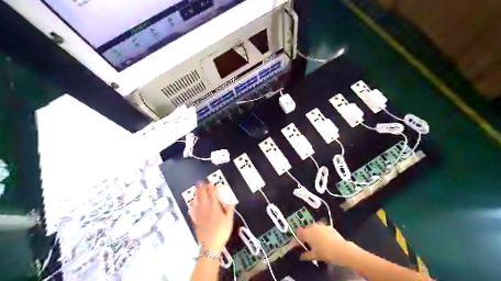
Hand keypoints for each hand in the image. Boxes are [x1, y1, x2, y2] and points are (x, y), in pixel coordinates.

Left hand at [191, 182, 235, 251]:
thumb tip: (231, 199)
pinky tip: (191, 203)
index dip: (213, 188)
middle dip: (202, 188)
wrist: (210, 245)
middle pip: (203, 196)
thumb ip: (229, 209)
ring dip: (197, 194)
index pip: (213, 194)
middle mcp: (206, 209)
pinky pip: (193, 211)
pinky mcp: (196, 221)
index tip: (212, 183)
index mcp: (214, 208)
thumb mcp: (229, 220)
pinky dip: (192, 205)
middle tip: (201, 182)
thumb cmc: (221, 232)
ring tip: (196, 188)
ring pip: (197, 202)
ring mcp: (199, 215)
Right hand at [292, 224, 357, 264]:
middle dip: (304, 237)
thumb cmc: (326, 252)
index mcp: (307, 233)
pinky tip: (323, 241)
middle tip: (305, 245)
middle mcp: (313, 227)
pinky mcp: (328, 226)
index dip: (295, 240)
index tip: (295, 246)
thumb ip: (306, 255)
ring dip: (312, 234)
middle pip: (305, 230)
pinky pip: (321, 229)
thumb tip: (302, 256)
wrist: (342, 250)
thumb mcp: (315, 256)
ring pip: (313, 229)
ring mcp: (321, 225)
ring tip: (315, 243)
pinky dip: (320, 234)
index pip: (297, 234)